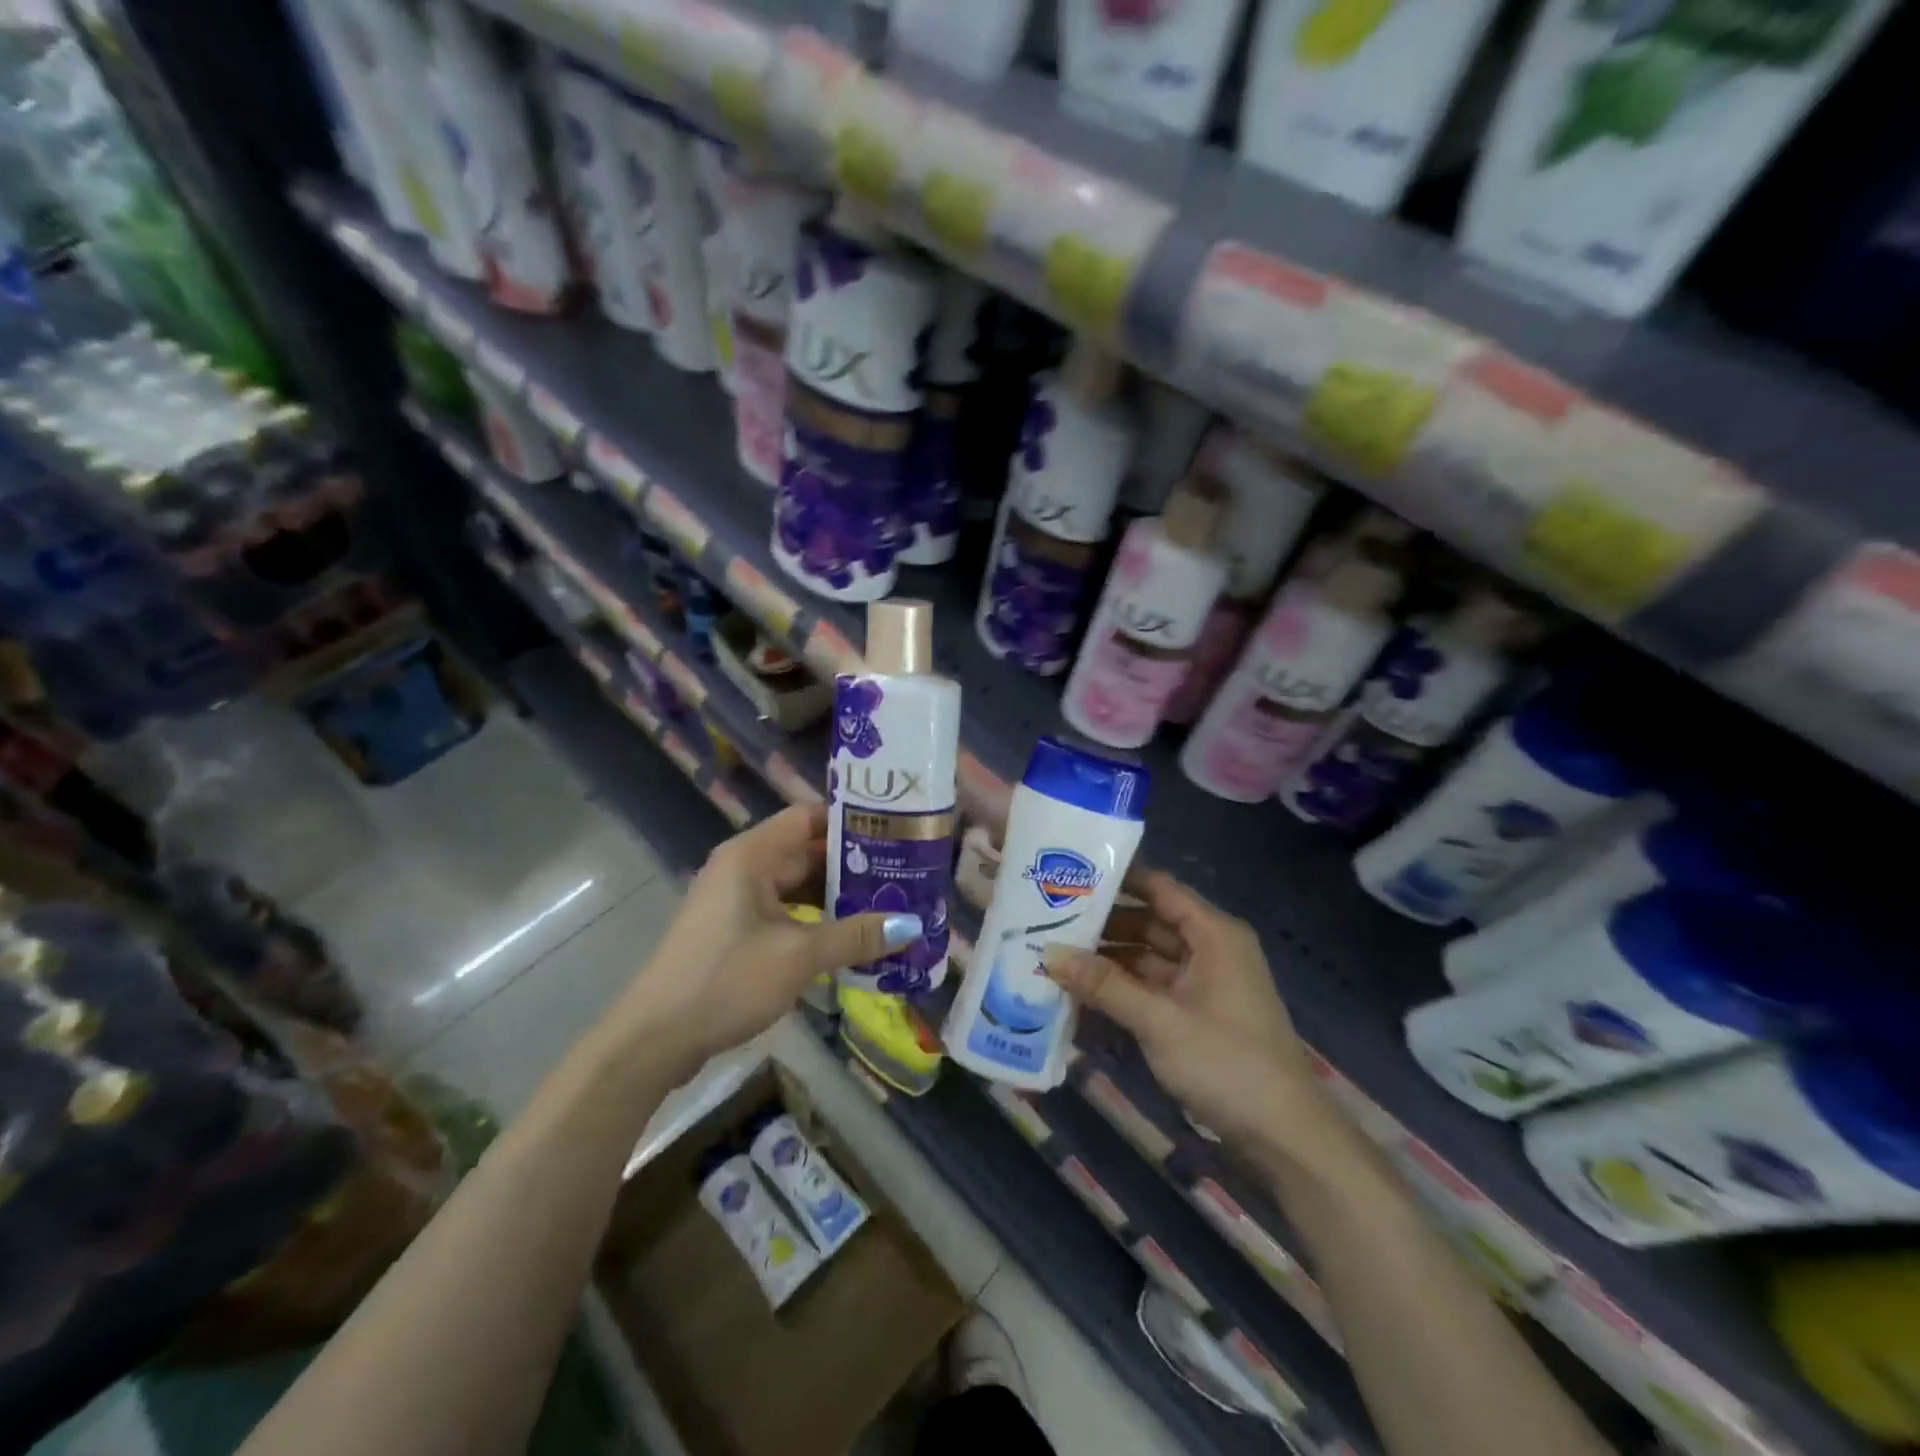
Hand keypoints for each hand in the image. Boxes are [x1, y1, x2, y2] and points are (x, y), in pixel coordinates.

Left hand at [611, 805, 922, 1073]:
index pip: (808, 817)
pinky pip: (785, 913)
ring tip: (888, 905)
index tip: (895, 832)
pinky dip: (816, 921)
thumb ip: (856, 936)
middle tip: (904, 875)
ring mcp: (736, 901)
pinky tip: (850, 938)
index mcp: (752, 855)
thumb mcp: (799, 957)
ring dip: (837, 897)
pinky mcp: (734, 932)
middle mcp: (743, 868)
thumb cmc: (726, 981)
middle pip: (806, 852)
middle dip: (853, 865)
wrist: (654, 1040)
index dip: (850, 821)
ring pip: (798, 886)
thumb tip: (912, 926)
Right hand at [1044, 871, 1331, 1155]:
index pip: (1159, 888)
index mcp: (1213, 935)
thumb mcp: (1159, 1021)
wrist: (1285, 1138)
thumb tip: (1048, 954)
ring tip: (1055, 956)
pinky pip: (1152, 990)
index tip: (1070, 874)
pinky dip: (1122, 991)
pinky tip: (1081, 995)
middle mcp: (1210, 950)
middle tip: (1049, 920)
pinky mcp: (1197, 1016)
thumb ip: (1103, 985)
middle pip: (1149, 923)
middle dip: (1103, 924)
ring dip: (1108, 961)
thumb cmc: (1227, 1063)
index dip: (1118, 878)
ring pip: (1147, 959)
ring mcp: (1204, 985)